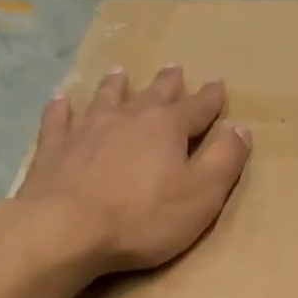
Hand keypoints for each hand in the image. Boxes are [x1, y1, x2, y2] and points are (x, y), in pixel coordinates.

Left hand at [15, 65, 250, 274]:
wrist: (67, 229)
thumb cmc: (144, 218)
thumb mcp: (202, 196)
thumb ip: (224, 161)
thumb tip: (242, 129)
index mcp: (168, 128)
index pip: (197, 108)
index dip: (210, 98)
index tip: (218, 84)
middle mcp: (128, 117)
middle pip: (153, 95)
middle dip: (168, 83)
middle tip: (174, 68)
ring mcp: (87, 128)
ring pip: (106, 98)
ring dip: (116, 86)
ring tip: (120, 73)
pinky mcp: (55, 147)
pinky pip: (59, 119)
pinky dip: (63, 108)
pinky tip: (62, 100)